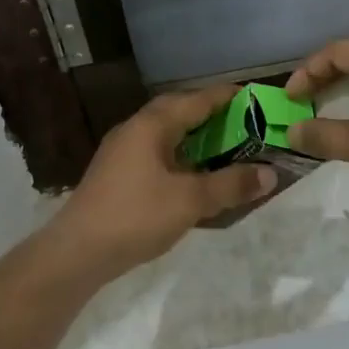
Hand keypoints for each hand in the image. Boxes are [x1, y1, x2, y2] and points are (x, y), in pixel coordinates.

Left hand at [49, 86, 275, 277]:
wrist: (77, 251)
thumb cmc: (136, 216)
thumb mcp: (191, 201)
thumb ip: (231, 185)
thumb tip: (270, 173)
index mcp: (151, 125)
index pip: (195, 100)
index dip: (225, 97)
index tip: (252, 97)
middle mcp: (134, 130)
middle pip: (177, 112)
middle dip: (209, 115)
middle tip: (241, 123)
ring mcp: (121, 152)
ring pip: (164, 134)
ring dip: (193, 137)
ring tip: (222, 147)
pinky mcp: (116, 174)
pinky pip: (155, 153)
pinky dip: (178, 156)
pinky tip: (191, 175)